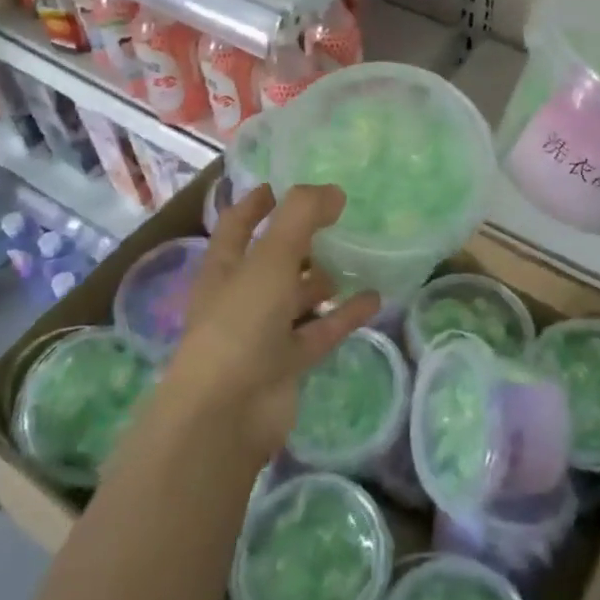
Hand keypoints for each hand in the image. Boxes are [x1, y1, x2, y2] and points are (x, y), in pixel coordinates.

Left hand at [167, 184, 381, 464]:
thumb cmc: (239, 323)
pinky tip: (374, 298)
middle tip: (336, 218)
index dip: (255, 204)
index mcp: (224, 268)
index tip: (278, 185)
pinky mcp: (288, 363)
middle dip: (299, 240)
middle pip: (272, 260)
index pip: (238, 225)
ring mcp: (264, 333)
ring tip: (357, 255)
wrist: (227, 414)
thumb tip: (334, 191)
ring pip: (298, 297)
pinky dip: (344, 314)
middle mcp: (241, 297)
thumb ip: (301, 217)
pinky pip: (321, 330)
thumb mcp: (270, 258)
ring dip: (323, 278)